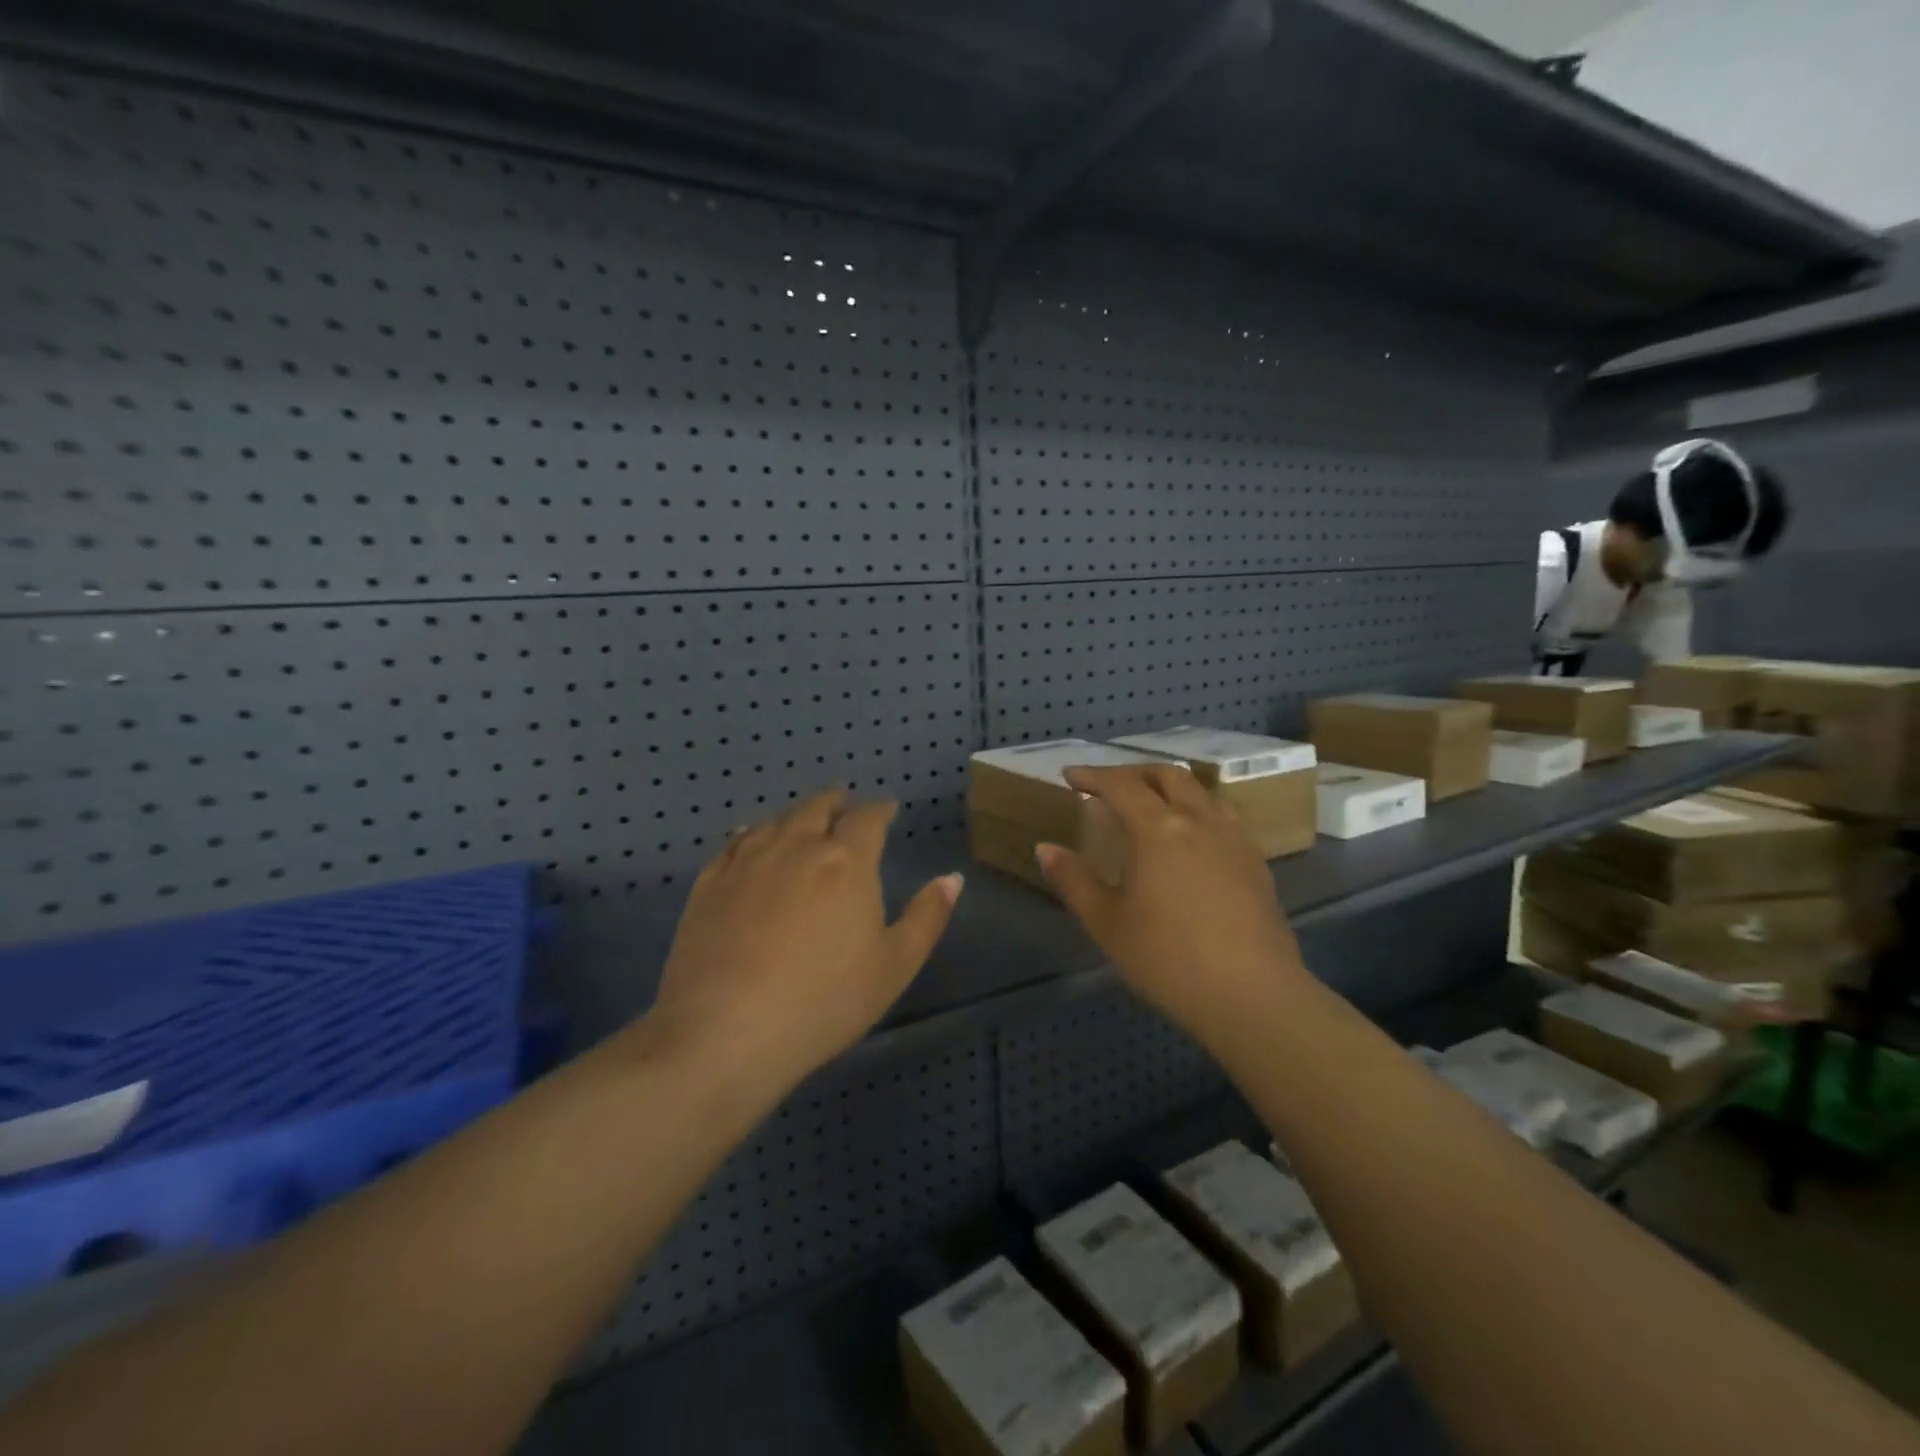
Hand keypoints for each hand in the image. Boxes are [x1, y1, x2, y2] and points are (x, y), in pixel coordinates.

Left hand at [645, 789, 962, 1094]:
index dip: (880, 810)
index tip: (888, 809)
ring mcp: (747, 862)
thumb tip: (952, 877)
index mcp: (847, 860)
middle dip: (837, 803)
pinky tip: (750, 840)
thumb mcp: (895, 965)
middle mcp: (796, 846)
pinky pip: (734, 843)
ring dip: (796, 815)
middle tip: (845, 807)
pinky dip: (751, 834)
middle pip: (817, 808)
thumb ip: (927, 916)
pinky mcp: (709, 884)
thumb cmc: (825, 1000)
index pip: (867, 818)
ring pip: (775, 821)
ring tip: (803, 821)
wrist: (726, 1031)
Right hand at [1037, 765, 1306, 1044]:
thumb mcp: (1107, 923)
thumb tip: (1045, 848)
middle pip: (1168, 776)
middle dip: (1134, 772)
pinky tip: (1194, 838)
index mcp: (1157, 829)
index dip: (1093, 776)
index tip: (1070, 776)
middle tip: (1109, 785)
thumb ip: (1074, 880)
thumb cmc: (1167, 959)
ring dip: (1172, 787)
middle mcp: (1198, 820)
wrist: (1251, 994)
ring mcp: (1234, 838)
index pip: (1121, 785)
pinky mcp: (1256, 861)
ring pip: (1202, 792)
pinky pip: (1224, 816)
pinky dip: (1199, 810)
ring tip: (1154, 805)